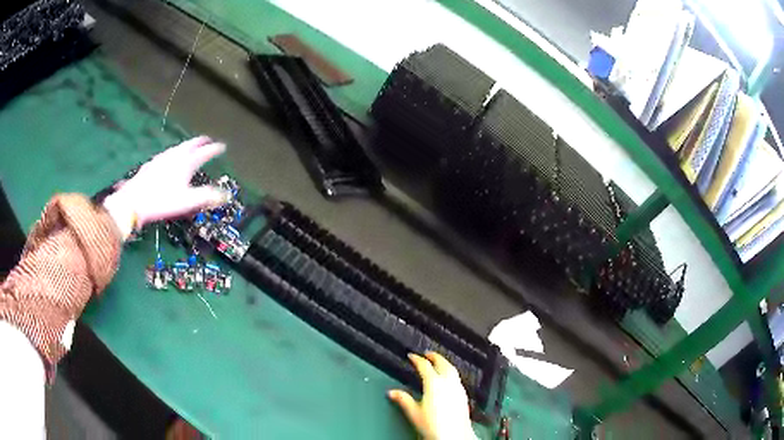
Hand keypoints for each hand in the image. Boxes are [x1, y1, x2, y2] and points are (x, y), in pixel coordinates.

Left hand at [103, 136, 226, 239]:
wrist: (133, 201)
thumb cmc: (162, 201)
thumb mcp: (187, 201)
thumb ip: (207, 197)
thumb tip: (226, 195)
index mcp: (186, 163)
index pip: (204, 152)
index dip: (214, 149)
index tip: (222, 146)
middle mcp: (175, 156)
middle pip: (190, 145)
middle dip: (200, 142)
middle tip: (207, 140)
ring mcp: (162, 159)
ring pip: (177, 148)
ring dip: (186, 146)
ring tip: (190, 147)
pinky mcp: (151, 164)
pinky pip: (167, 154)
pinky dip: (174, 153)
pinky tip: (169, 158)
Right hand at [388, 352, 476, 439]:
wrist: (454, 435)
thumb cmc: (435, 427)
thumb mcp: (414, 413)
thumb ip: (403, 400)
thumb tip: (393, 393)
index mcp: (434, 384)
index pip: (424, 366)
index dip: (417, 359)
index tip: (412, 356)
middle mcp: (448, 383)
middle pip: (442, 363)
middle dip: (434, 356)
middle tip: (427, 354)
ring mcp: (458, 389)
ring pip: (452, 369)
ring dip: (444, 363)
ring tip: (439, 363)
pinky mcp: (463, 396)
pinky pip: (457, 378)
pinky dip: (451, 373)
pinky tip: (449, 379)